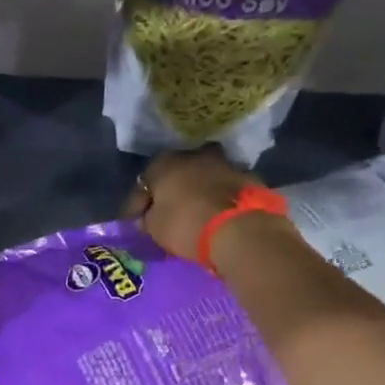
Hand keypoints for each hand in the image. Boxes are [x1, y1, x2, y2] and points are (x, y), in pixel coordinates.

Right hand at [124, 148, 258, 262]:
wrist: (240, 230)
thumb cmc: (186, 224)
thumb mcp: (154, 228)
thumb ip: (147, 219)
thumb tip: (146, 217)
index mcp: (164, 162)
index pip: (143, 182)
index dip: (137, 204)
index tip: (136, 222)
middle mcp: (194, 154)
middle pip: (176, 174)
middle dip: (169, 192)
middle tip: (165, 214)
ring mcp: (224, 163)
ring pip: (202, 178)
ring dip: (196, 192)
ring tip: (193, 214)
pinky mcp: (248, 178)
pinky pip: (224, 189)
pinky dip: (218, 200)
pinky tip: (215, 215)